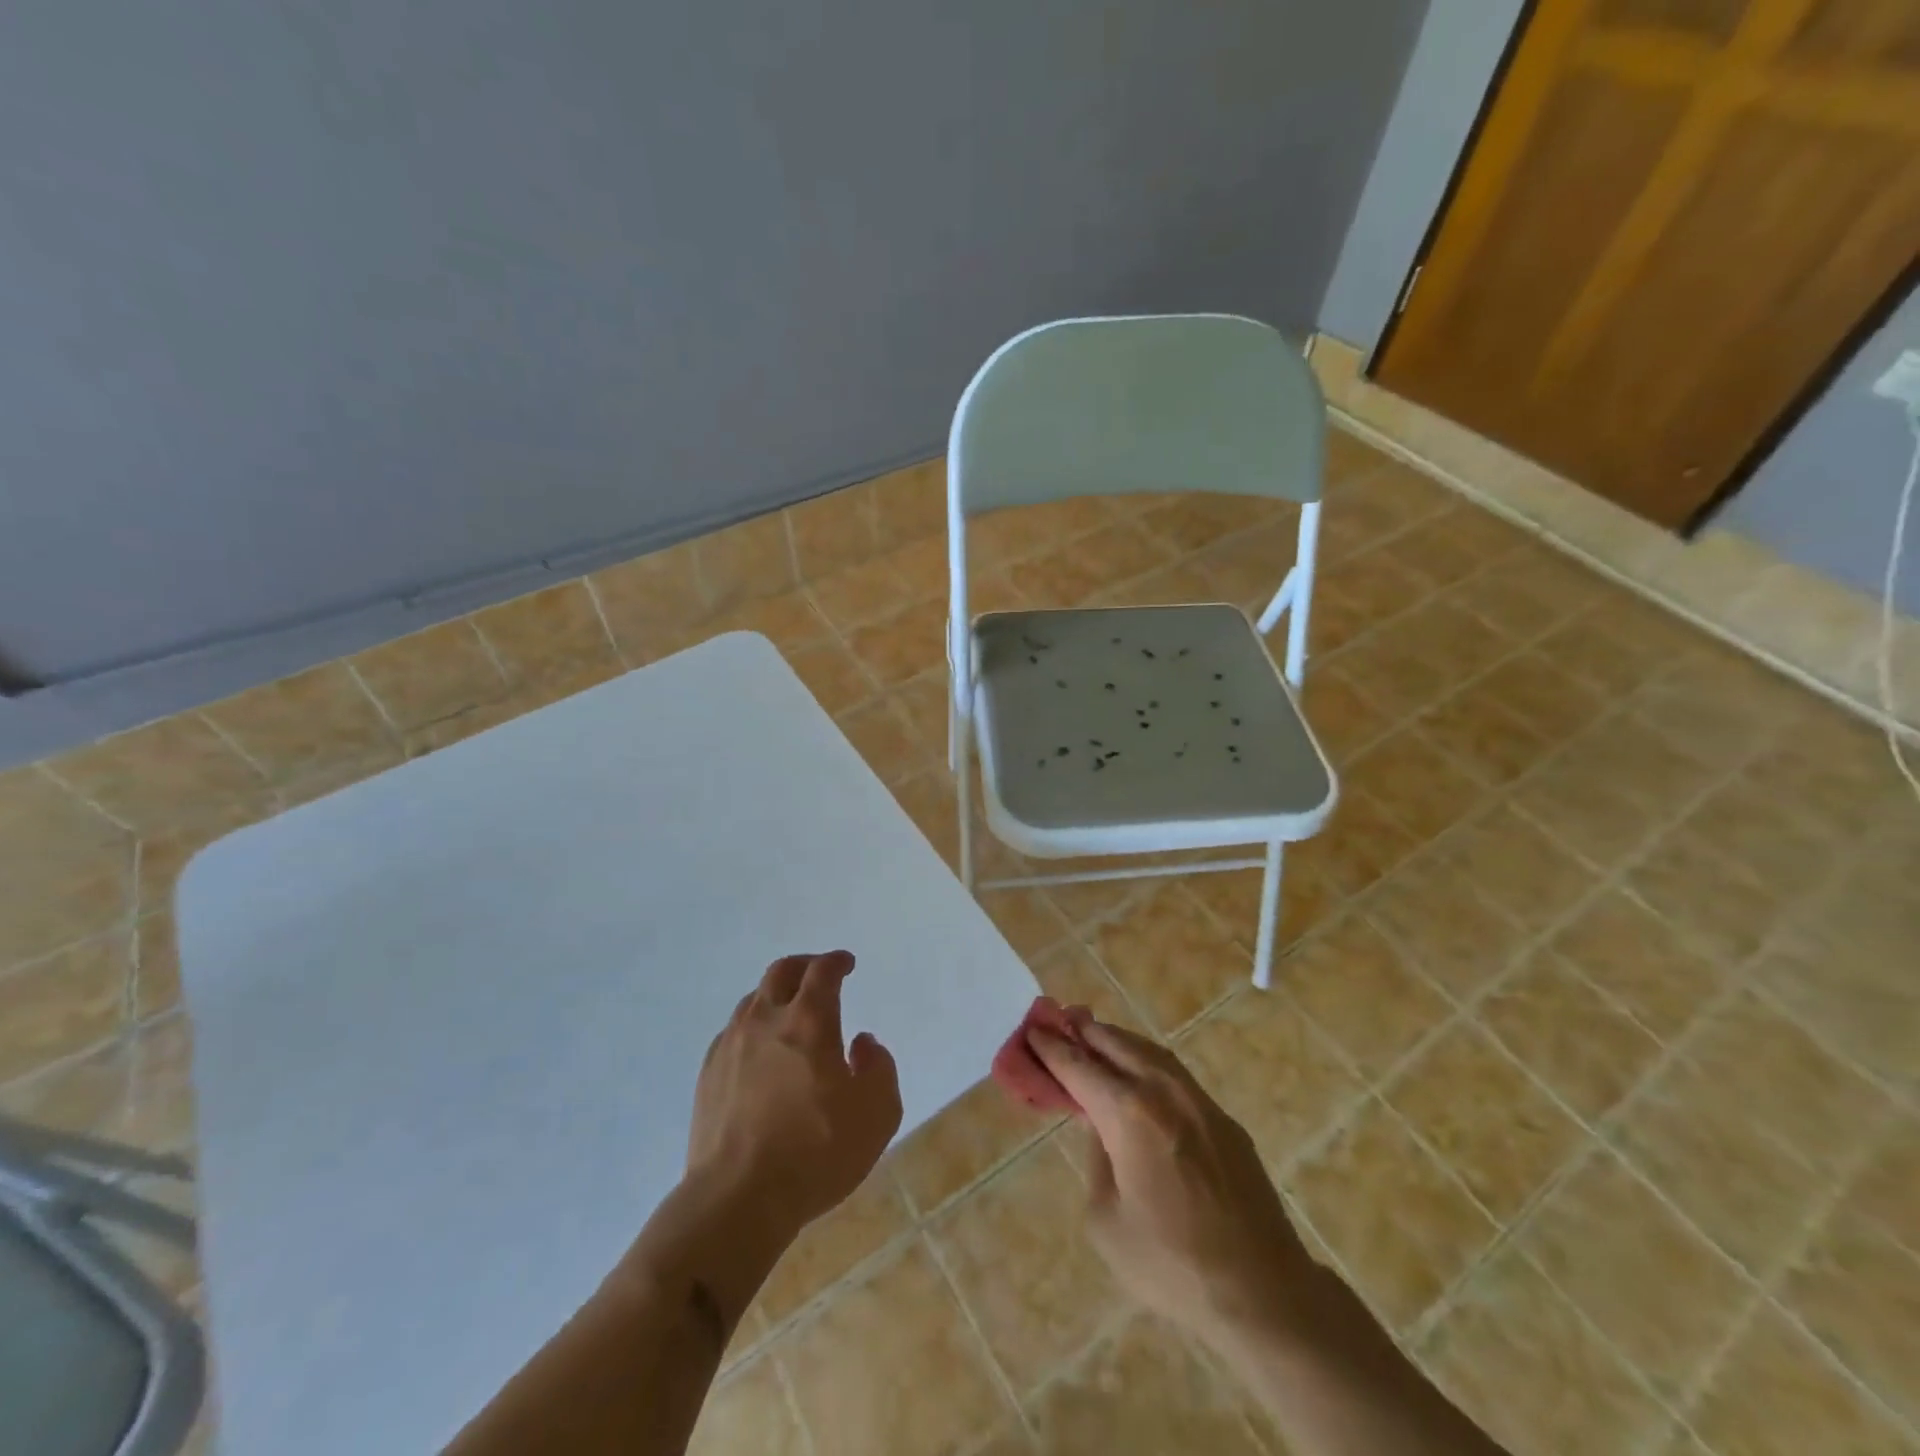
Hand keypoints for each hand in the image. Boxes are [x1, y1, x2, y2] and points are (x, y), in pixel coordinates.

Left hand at [688, 951, 901, 1237]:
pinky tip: (760, 1052)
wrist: (736, 1199)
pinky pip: (732, 1033)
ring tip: (790, 1013)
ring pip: (753, 1000)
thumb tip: (862, 1043)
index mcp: (809, 1021)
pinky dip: (753, 1028)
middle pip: (781, 972)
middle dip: (804, 966)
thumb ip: (879, 1068)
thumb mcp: (877, 1113)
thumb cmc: (816, 1153)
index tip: (846, 964)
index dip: (836, 961)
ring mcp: (730, 1046)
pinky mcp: (708, 1075)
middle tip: (818, 974)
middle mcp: (766, 1020)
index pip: (822, 971)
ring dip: (776, 996)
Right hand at [1030, 1018, 1312, 1346]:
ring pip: (1149, 1051)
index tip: (1033, 1030)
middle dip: (1084, 1031)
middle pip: (1115, 1044)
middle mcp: (1162, 1092)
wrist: (1262, 1291)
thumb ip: (1096, 1160)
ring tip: (1095, 1034)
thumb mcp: (1107, 1221)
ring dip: (1117, 1040)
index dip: (1052, 1048)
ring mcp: (1199, 1101)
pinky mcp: (1223, 1119)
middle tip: (1059, 1018)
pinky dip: (1147, 1061)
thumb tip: (1102, 1129)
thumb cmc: (1172, 1265)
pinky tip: (1140, 1072)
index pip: (1079, 1067)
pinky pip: (1175, 1074)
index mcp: (1128, 1114)